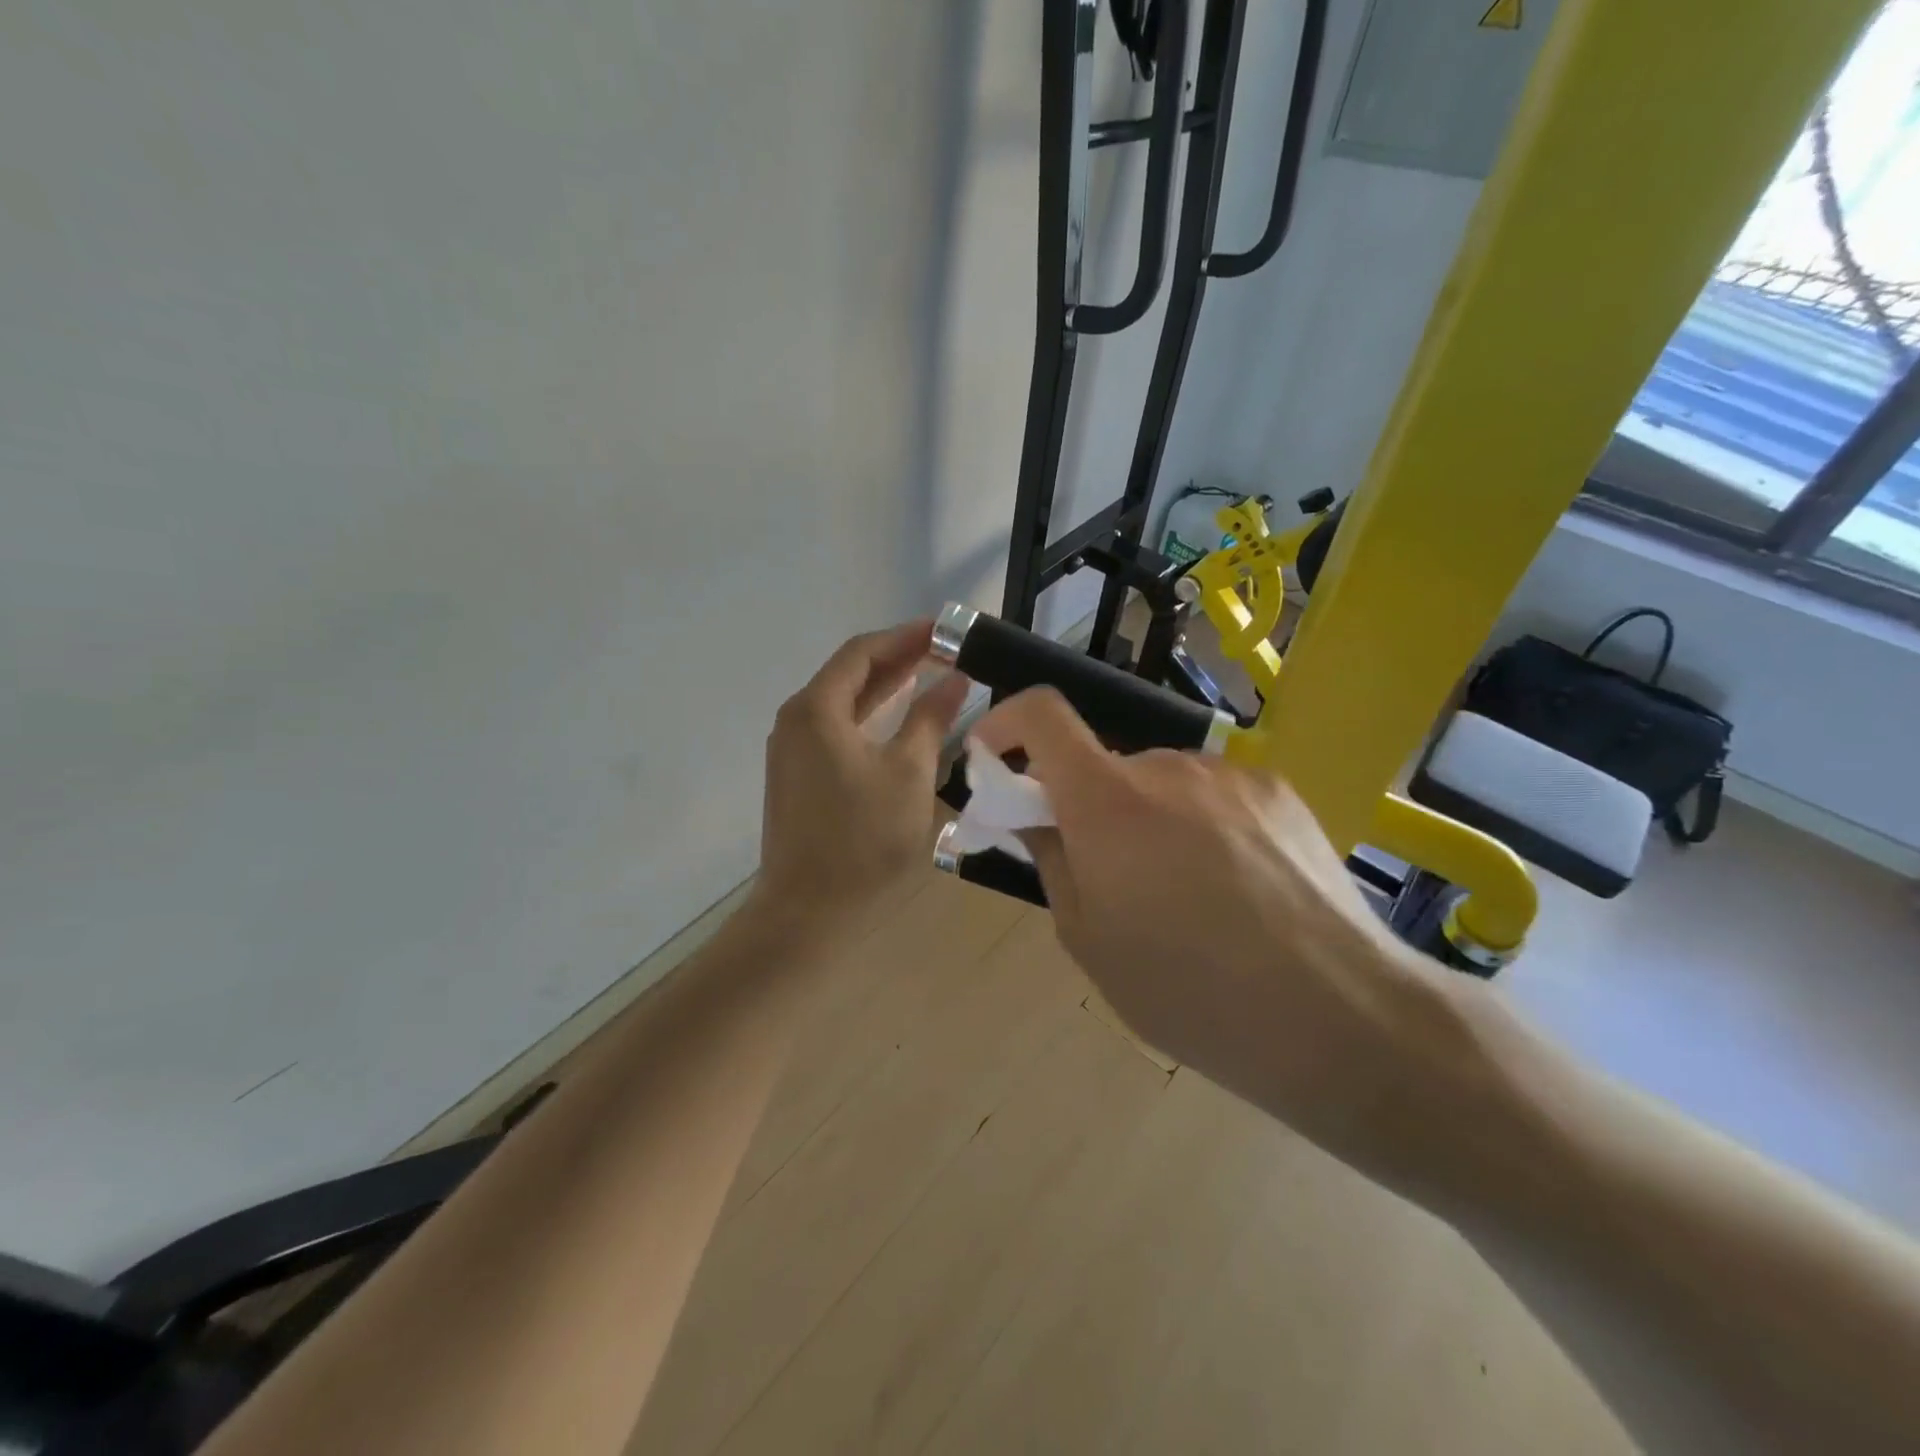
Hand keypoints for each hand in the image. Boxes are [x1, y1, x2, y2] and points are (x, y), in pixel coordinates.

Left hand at [755, 621, 968, 940]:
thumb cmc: (864, 839)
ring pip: (842, 703)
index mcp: (817, 709)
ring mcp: (791, 749)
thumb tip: (954, 679)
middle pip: (849, 674)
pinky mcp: (796, 776)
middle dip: (896, 660)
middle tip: (944, 652)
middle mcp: (796, 719)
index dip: (905, 637)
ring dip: (884, 689)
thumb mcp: (909, 773)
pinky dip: (869, 718)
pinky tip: (897, 722)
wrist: (808, 912)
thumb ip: (930, 719)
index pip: (863, 652)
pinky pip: (835, 730)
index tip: (945, 630)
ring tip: (928, 677)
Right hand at [973, 688, 1450, 1168]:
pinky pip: (1213, 793)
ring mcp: (1230, 774)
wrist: (1338, 1016)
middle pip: (1104, 765)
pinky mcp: (1278, 790)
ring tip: (1186, 893)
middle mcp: (1167, 766)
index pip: (1043, 714)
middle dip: (1088, 806)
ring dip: (1148, 817)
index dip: (1008, 721)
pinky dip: (1200, 822)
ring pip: (1160, 782)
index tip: (996, 757)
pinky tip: (1237, 886)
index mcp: (1107, 801)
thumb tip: (1038, 819)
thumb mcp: (1089, 941)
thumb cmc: (1190, 991)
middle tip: (1109, 874)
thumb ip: (1052, 861)